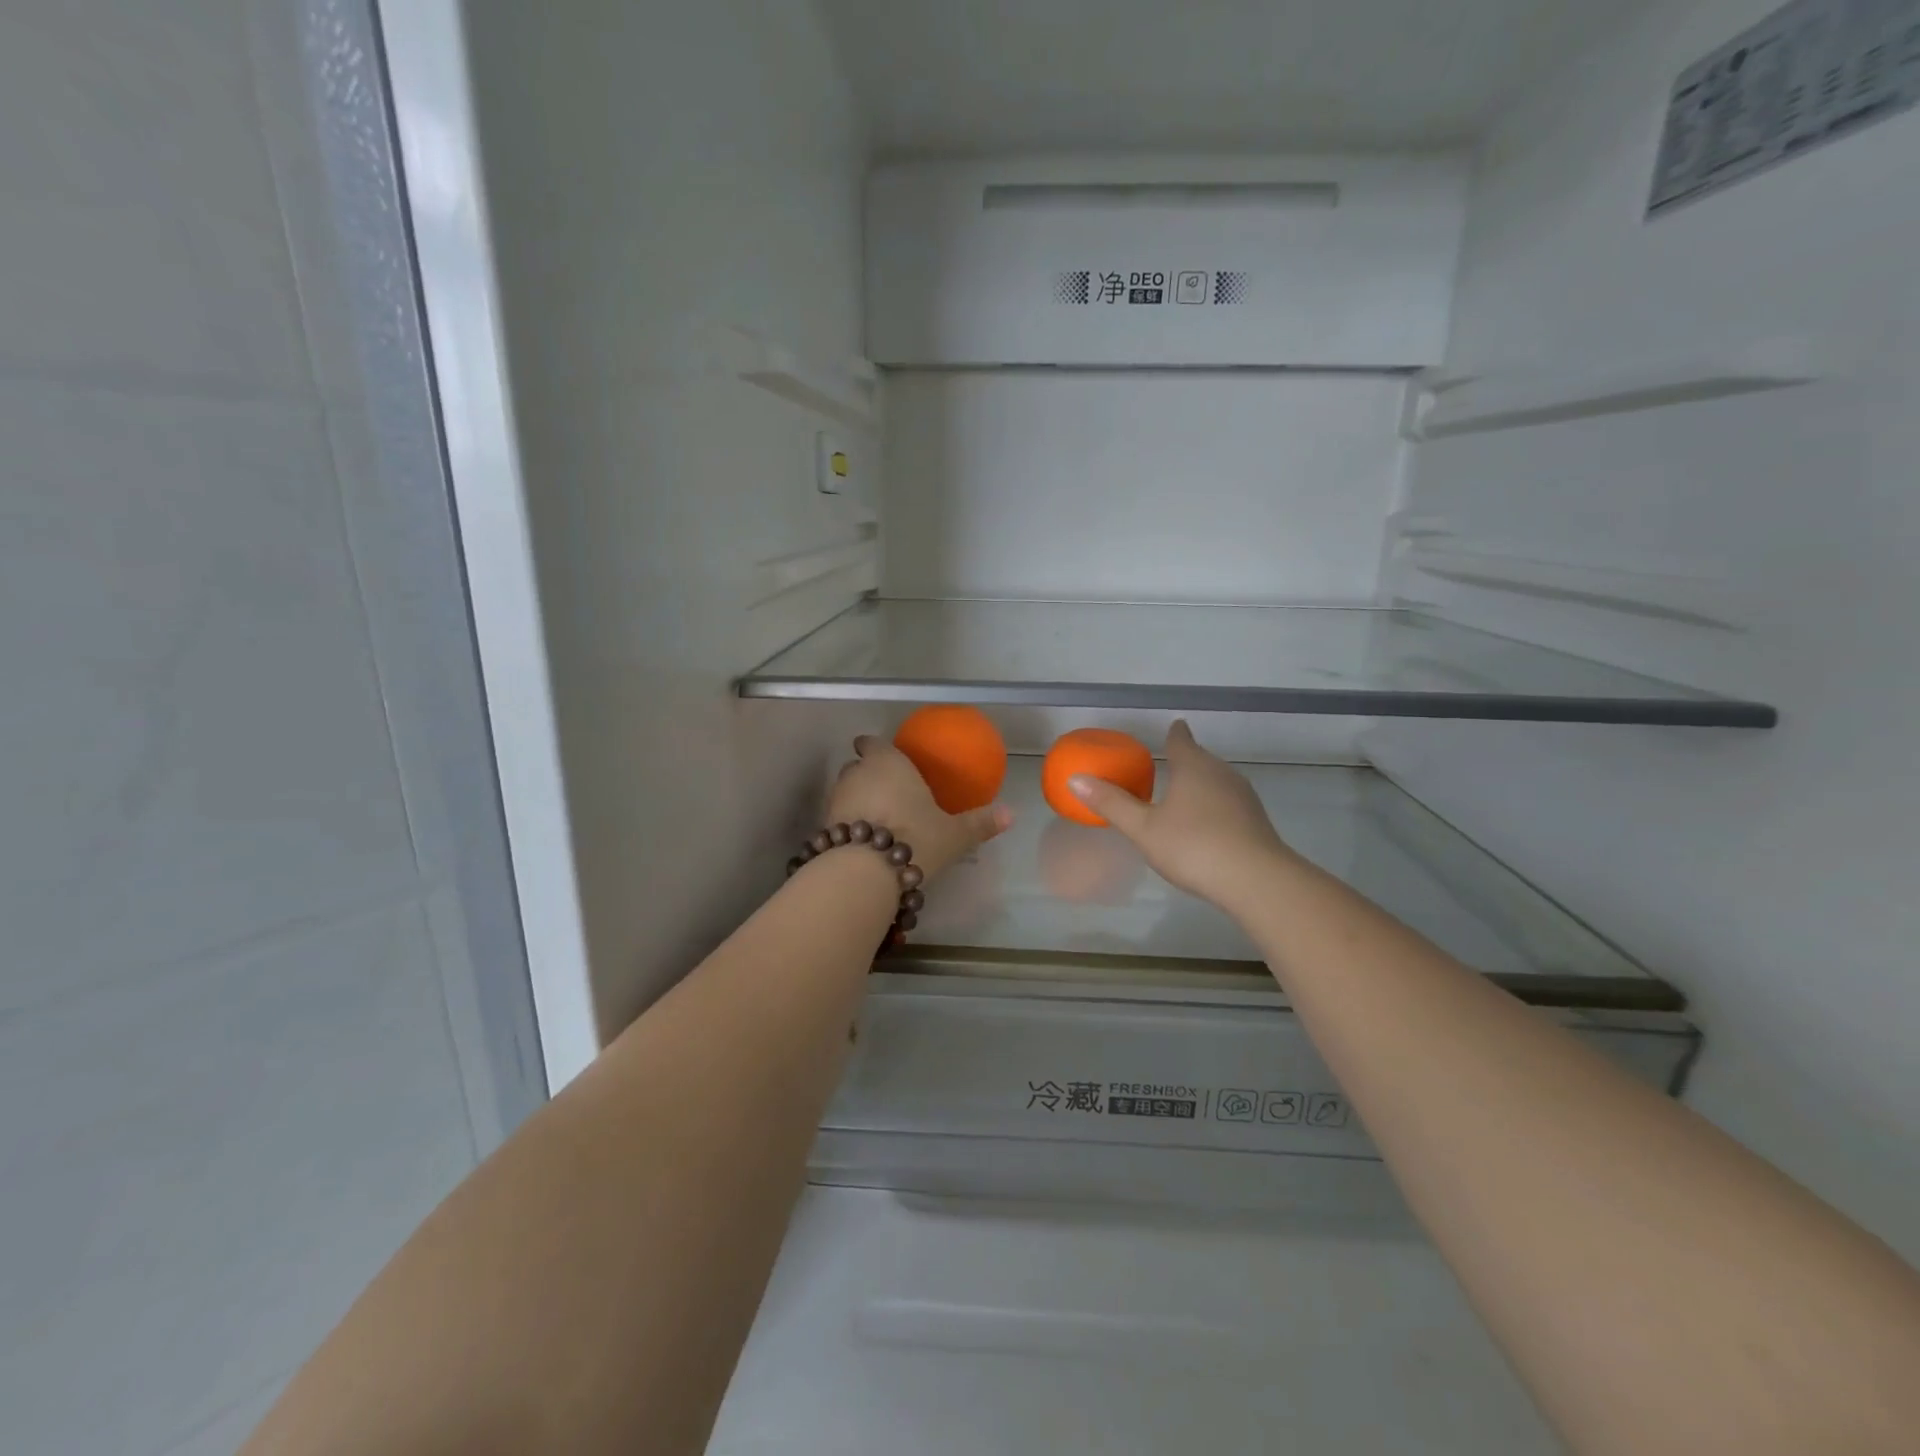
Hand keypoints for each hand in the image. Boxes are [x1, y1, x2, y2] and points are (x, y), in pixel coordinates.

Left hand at [828, 735, 1011, 880]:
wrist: (866, 872)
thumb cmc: (916, 838)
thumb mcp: (955, 834)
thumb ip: (980, 822)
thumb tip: (1012, 814)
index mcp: (888, 763)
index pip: (872, 742)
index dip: (874, 746)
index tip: (880, 752)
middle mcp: (857, 774)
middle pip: (857, 766)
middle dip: (867, 774)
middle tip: (887, 790)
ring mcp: (836, 800)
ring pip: (845, 791)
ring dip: (856, 800)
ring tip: (876, 818)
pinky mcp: (824, 827)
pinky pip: (837, 818)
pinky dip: (847, 824)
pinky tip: (862, 841)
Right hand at [1068, 721, 1296, 911]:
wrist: (1256, 880)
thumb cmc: (1193, 846)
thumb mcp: (1143, 828)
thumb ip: (1111, 804)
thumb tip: (1075, 779)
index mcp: (1194, 767)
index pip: (1181, 740)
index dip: (1174, 734)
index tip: (1173, 727)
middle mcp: (1221, 773)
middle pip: (1201, 759)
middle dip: (1186, 760)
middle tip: (1168, 764)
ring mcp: (1243, 797)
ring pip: (1217, 781)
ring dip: (1201, 784)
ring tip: (1184, 794)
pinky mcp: (1256, 821)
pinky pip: (1228, 802)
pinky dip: (1214, 805)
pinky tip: (1206, 824)